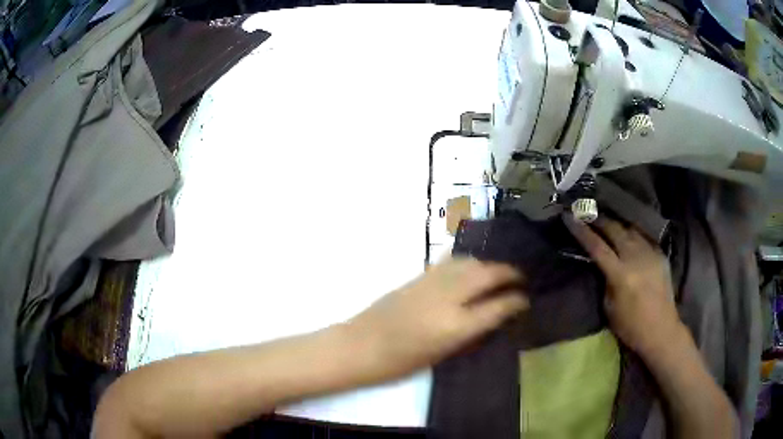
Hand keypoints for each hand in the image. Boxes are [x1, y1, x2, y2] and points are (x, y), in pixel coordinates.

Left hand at [346, 258, 527, 380]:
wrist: (361, 345)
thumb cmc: (400, 362)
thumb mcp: (442, 355)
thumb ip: (470, 333)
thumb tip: (493, 317)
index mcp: (455, 326)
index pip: (498, 306)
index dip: (516, 301)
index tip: (526, 300)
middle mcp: (448, 298)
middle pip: (487, 274)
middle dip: (509, 273)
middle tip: (520, 278)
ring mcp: (432, 283)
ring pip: (470, 263)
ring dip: (489, 264)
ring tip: (500, 272)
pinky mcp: (418, 276)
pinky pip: (451, 262)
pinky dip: (468, 262)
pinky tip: (472, 267)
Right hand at [564, 215, 683, 358]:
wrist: (661, 330)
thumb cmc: (630, 326)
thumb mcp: (609, 307)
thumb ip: (605, 281)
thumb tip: (601, 264)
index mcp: (620, 275)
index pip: (597, 246)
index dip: (581, 231)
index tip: (569, 217)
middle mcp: (636, 258)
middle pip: (615, 229)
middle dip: (599, 220)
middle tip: (587, 213)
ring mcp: (651, 254)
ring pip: (630, 229)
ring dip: (617, 224)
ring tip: (607, 221)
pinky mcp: (661, 255)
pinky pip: (644, 237)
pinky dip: (633, 233)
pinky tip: (628, 234)